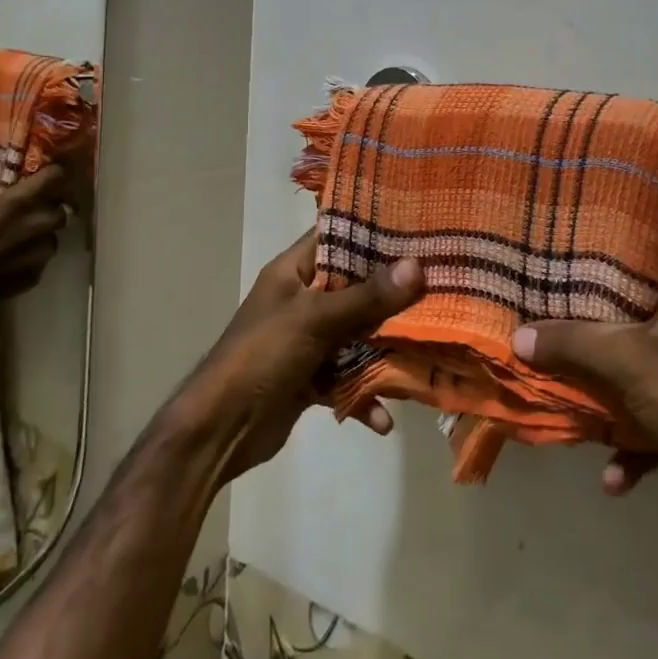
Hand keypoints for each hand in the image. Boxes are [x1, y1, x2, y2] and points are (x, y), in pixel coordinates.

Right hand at [0, 166, 69, 330]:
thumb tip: (14, 182)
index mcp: (18, 204)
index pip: (56, 177)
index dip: (53, 176)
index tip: (48, 177)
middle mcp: (35, 227)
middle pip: (60, 211)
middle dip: (48, 209)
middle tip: (31, 212)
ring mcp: (36, 255)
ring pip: (52, 238)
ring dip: (40, 236)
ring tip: (18, 240)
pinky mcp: (33, 278)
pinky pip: (41, 261)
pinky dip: (31, 258)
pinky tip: (10, 261)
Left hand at [171, 230, 422, 481]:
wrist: (219, 429)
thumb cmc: (262, 355)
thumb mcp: (315, 319)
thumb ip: (366, 296)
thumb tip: (417, 267)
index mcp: (294, 272)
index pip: (335, 235)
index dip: (372, 230)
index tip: (417, 228)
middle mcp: (302, 300)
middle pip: (355, 288)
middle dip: (392, 295)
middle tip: (438, 288)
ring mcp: (306, 340)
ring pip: (356, 336)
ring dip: (384, 350)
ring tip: (424, 355)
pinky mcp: (310, 378)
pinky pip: (346, 378)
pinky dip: (363, 395)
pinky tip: (383, 419)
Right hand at [512, 281, 657, 533]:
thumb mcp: (629, 362)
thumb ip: (573, 344)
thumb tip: (518, 336)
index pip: (637, 263)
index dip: (598, 261)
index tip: (558, 263)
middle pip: (628, 324)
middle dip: (587, 338)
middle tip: (544, 330)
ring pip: (637, 378)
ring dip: (604, 396)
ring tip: (567, 404)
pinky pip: (655, 425)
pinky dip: (632, 447)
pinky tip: (614, 479)